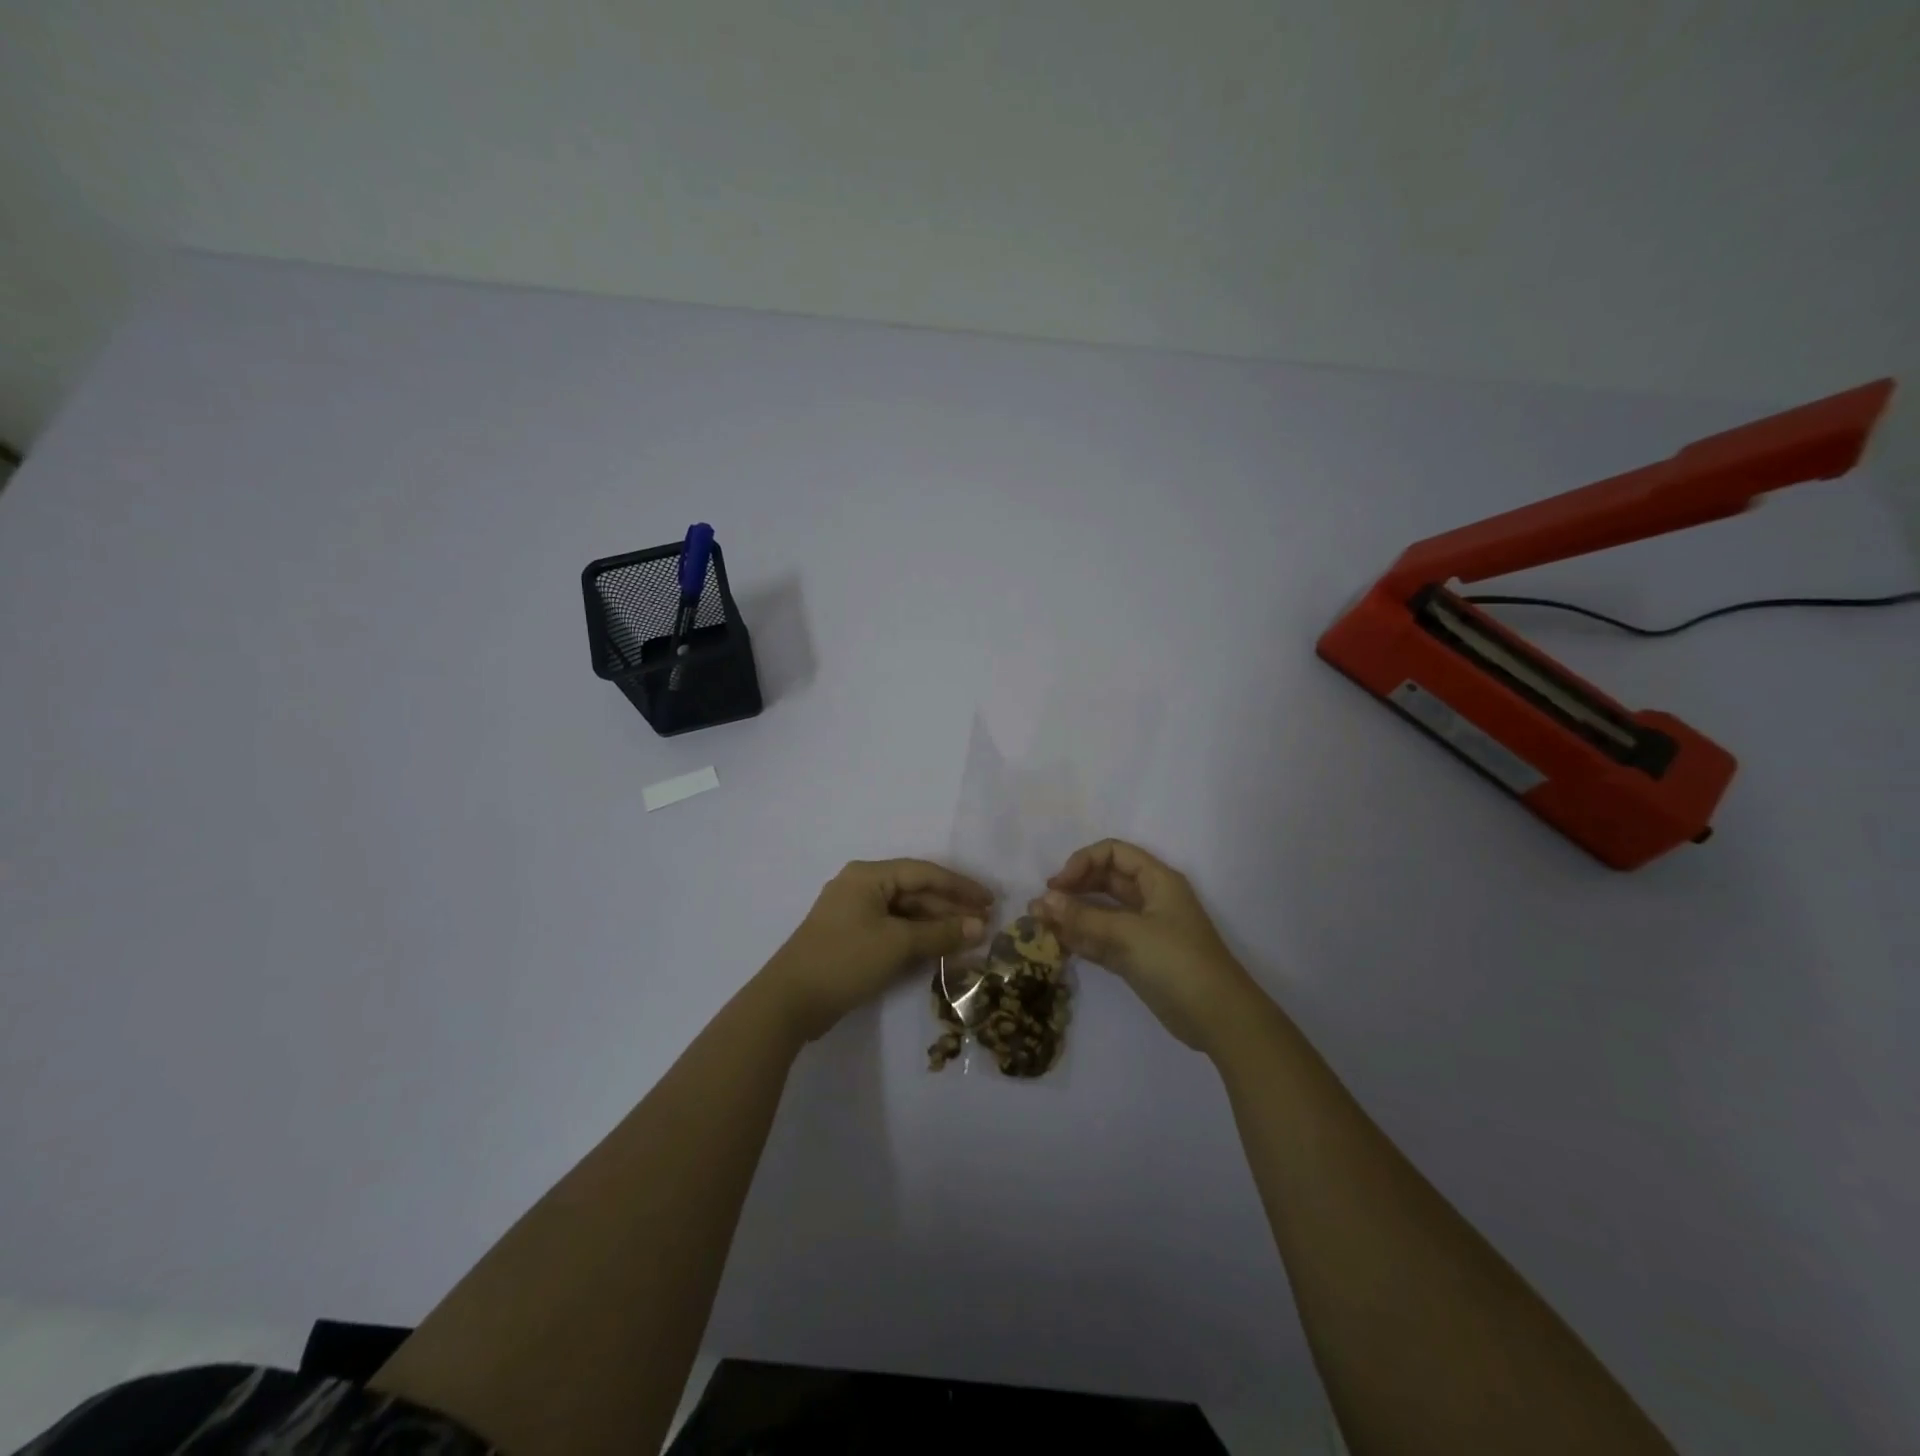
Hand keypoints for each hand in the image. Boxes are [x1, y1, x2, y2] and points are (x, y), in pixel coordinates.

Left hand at [760, 859, 993, 1041]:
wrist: (789, 1002)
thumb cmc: (845, 960)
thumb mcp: (897, 944)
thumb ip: (941, 933)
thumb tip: (980, 927)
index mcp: (868, 876)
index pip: (924, 873)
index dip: (960, 886)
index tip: (990, 901)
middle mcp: (861, 886)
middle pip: (915, 891)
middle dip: (950, 907)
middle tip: (985, 924)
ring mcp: (854, 913)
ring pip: (905, 912)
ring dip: (936, 924)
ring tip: (970, 938)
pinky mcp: (852, 938)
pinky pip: (893, 929)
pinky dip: (917, 937)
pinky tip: (940, 949)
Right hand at [1031, 839, 1258, 1053]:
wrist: (1218, 1019)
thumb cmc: (1178, 962)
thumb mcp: (1128, 934)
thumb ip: (1083, 917)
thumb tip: (1041, 901)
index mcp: (1157, 880)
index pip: (1113, 853)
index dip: (1083, 862)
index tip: (1058, 885)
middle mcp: (1149, 899)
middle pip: (1104, 880)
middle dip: (1073, 888)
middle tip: (1042, 904)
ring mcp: (1143, 930)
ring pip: (1101, 911)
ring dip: (1072, 915)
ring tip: (1038, 923)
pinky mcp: (1136, 958)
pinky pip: (1102, 938)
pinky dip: (1081, 938)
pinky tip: (1056, 943)